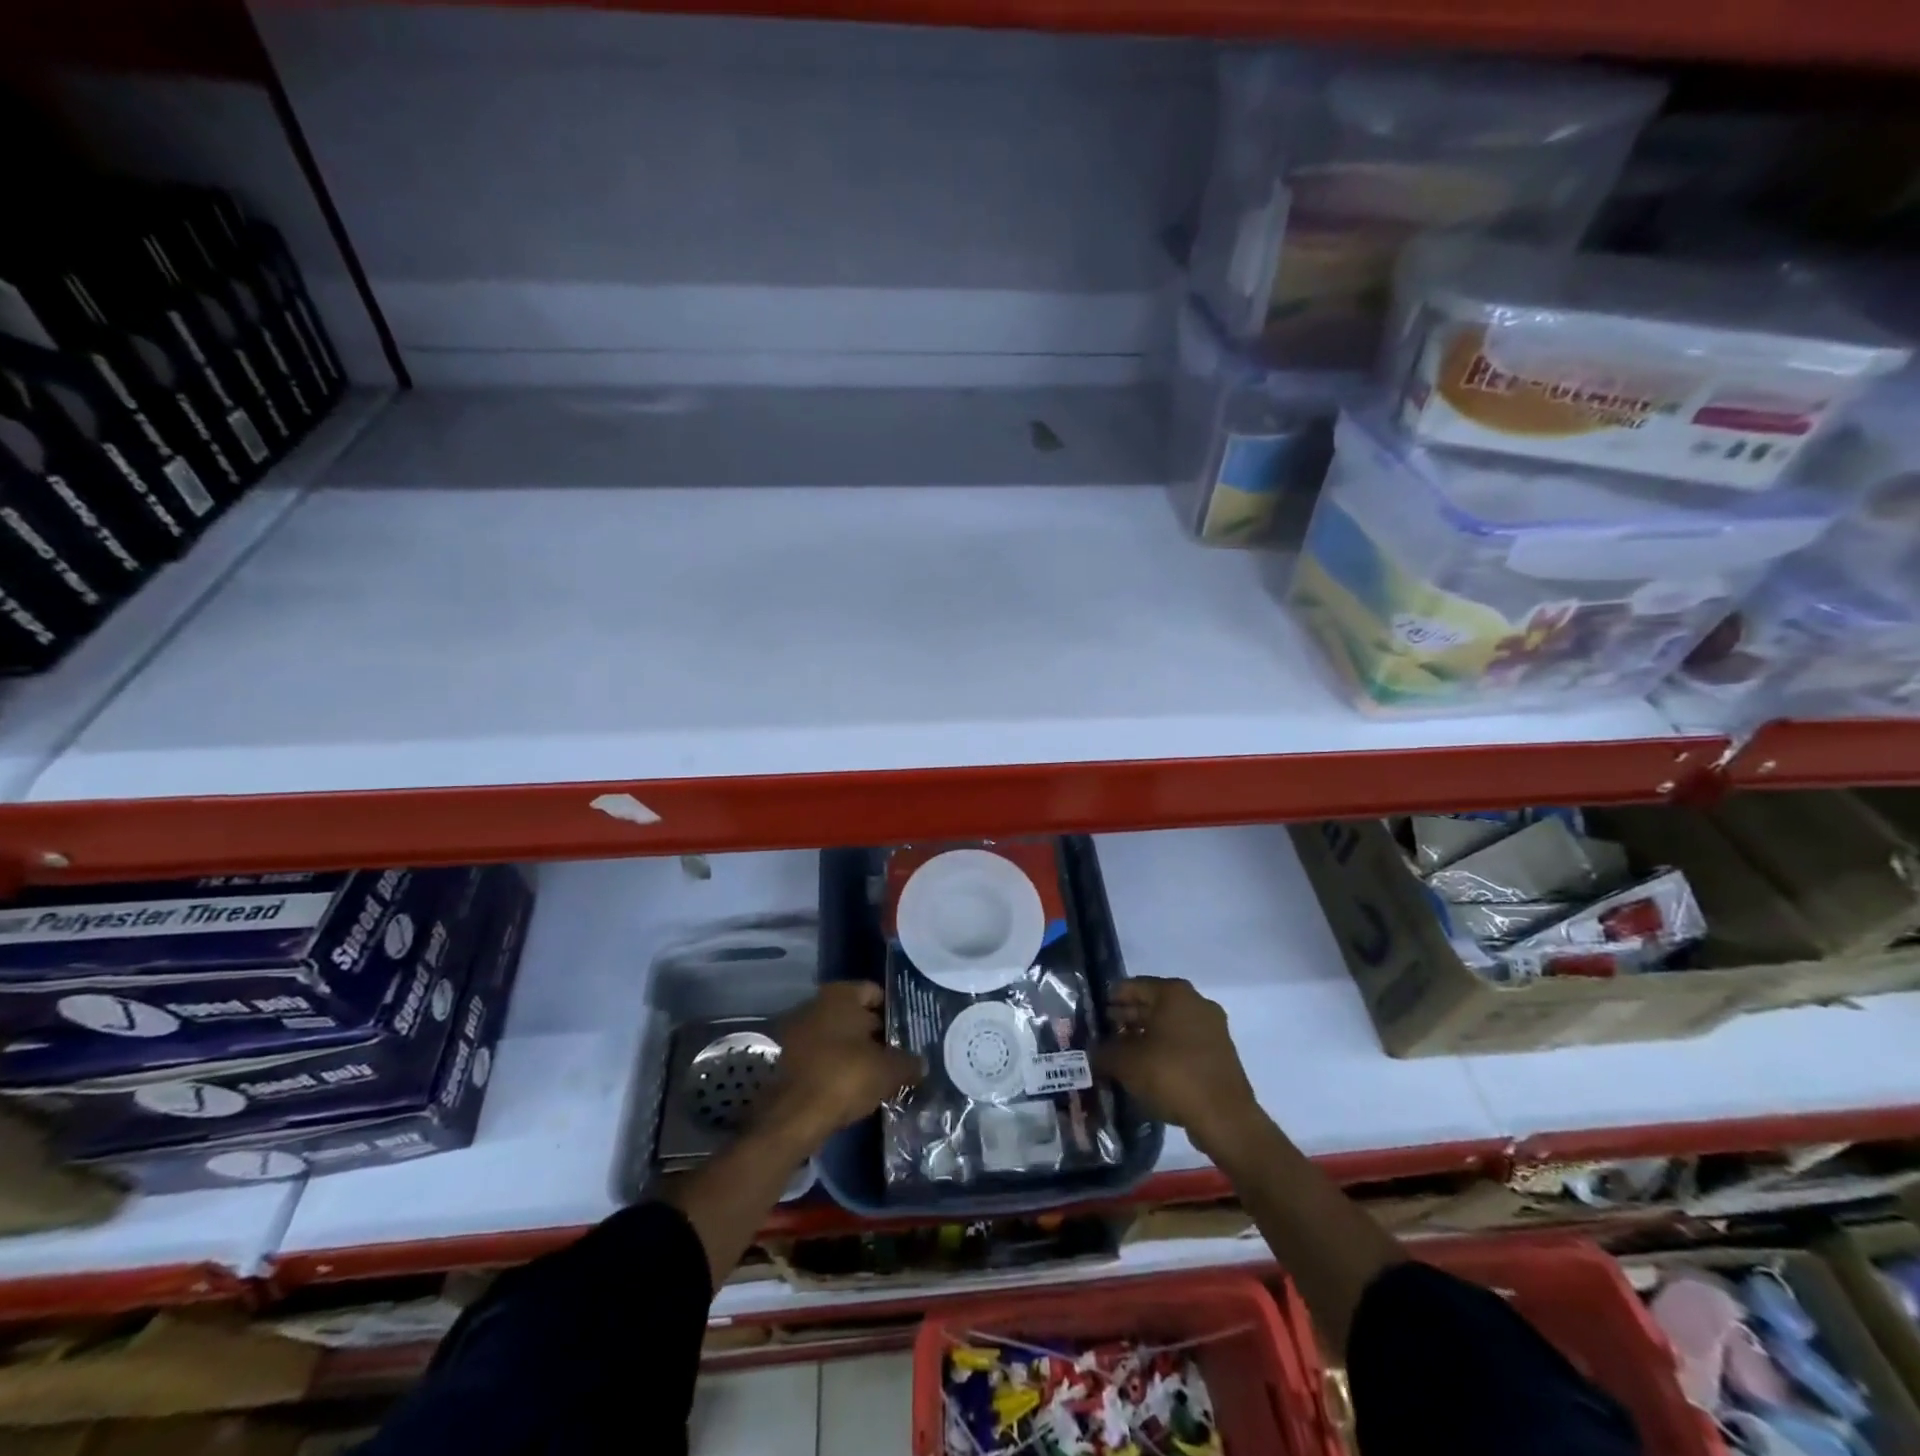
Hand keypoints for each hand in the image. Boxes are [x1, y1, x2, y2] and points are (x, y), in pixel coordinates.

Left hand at [757, 982, 924, 1153]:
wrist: (788, 1117)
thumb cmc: (843, 1077)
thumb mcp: (887, 1072)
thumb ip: (908, 1064)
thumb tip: (921, 1064)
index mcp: (841, 995)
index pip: (876, 993)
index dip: (894, 1013)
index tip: (909, 1034)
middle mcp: (815, 1003)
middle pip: (855, 1016)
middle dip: (875, 1035)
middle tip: (897, 1057)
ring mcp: (796, 1030)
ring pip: (836, 1038)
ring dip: (853, 1054)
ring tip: (876, 1076)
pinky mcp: (782, 1060)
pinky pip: (819, 1057)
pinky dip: (834, 1069)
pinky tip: (849, 1089)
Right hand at [1092, 978, 1261, 1159]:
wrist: (1224, 1118)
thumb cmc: (1171, 1075)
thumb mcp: (1125, 1062)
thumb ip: (1103, 1051)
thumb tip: (1092, 1052)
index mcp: (1174, 993)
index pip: (1132, 986)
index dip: (1109, 1000)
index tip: (1092, 1015)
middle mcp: (1196, 1002)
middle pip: (1151, 1004)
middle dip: (1126, 1019)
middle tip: (1102, 1036)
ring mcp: (1212, 1028)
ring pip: (1168, 1026)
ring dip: (1144, 1037)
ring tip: (1120, 1055)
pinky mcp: (1220, 1054)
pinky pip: (1183, 1044)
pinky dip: (1164, 1051)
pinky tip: (1146, 1070)